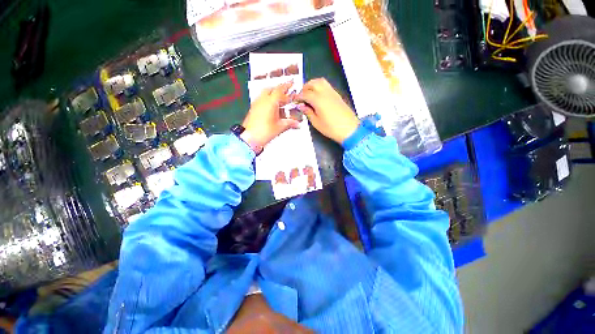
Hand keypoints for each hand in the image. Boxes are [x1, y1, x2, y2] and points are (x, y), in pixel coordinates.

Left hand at [242, 82, 299, 146]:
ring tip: (280, 100)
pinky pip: (261, 99)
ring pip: (265, 94)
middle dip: (279, 89)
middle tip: (286, 92)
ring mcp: (256, 103)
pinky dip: (268, 100)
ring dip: (273, 94)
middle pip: (271, 89)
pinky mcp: (253, 108)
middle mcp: (262, 99)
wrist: (249, 138)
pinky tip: (272, 108)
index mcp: (270, 101)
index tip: (292, 83)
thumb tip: (298, 124)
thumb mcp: (280, 127)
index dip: (287, 86)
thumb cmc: (265, 132)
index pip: (280, 90)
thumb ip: (290, 123)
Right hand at [296, 78, 359, 143]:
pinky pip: (327, 86)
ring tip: (309, 94)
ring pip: (321, 81)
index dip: (298, 96)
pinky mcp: (337, 95)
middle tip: (301, 96)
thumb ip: (308, 112)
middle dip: (305, 88)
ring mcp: (333, 93)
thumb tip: (302, 106)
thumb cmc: (331, 128)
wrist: (349, 129)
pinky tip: (318, 97)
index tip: (294, 100)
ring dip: (313, 85)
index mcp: (318, 100)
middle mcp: (325, 93)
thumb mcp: (316, 123)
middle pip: (313, 83)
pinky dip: (320, 87)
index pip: (305, 94)